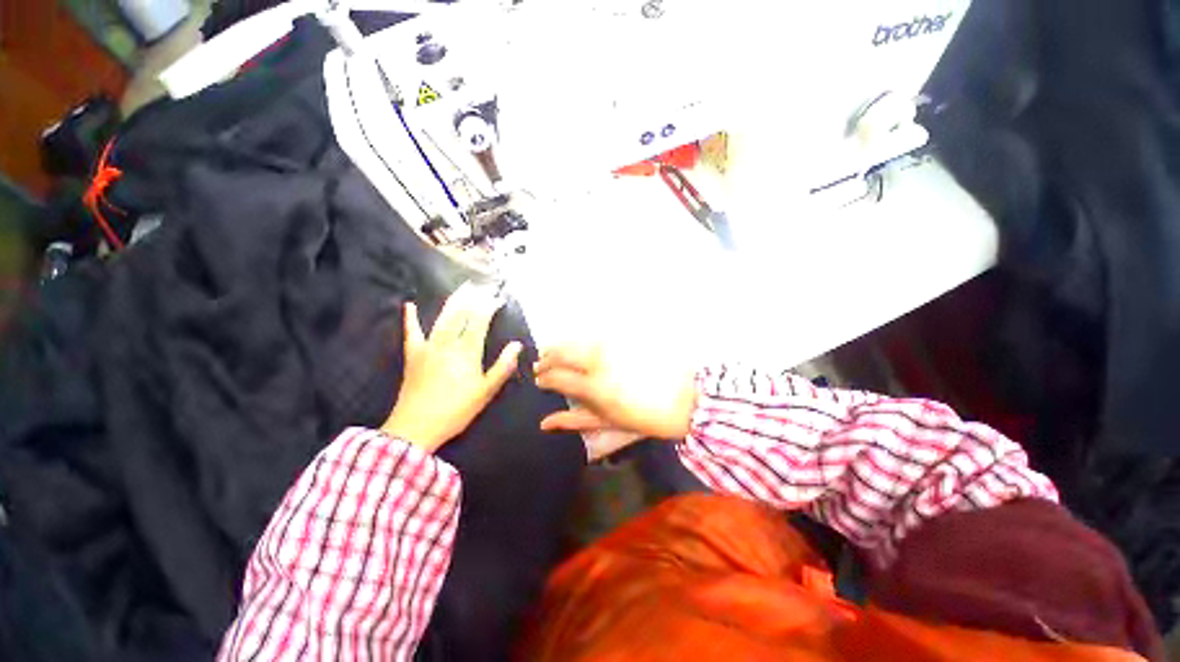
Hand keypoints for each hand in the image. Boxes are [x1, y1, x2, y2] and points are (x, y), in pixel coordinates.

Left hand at [382, 283, 521, 452]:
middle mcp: (447, 344)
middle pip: (461, 315)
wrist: (416, 427)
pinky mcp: (413, 355)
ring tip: (462, 289)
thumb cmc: (456, 410)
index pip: (480, 322)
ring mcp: (428, 347)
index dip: (489, 307)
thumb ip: (502, 366)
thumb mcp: (486, 391)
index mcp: (467, 352)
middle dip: (472, 298)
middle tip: (481, 286)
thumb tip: (517, 345)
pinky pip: (411, 332)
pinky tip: (409, 305)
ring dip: (452, 302)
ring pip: (442, 319)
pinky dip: (410, 318)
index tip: (498, 298)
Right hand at [534, 344, 697, 440]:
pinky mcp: (624, 339)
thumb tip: (545, 423)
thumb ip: (574, 421)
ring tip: (553, 351)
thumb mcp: (608, 424)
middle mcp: (599, 363)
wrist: (686, 399)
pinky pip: (595, 335)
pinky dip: (580, 340)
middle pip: (562, 353)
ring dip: (560, 345)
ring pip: (577, 340)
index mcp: (594, 388)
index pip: (557, 377)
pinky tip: (577, 344)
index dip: (543, 378)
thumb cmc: (645, 418)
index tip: (538, 379)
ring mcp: (612, 347)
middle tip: (540, 363)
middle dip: (546, 357)